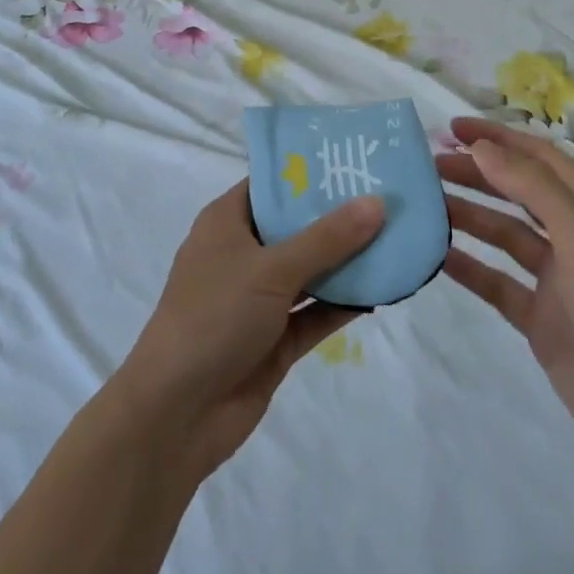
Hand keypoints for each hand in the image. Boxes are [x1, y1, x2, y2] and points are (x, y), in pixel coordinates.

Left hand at [116, 181, 383, 476]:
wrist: (177, 414)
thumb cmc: (215, 316)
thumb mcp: (272, 268)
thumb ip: (327, 238)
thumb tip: (377, 202)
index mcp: (228, 221)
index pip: (273, 184)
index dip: (310, 171)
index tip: (355, 159)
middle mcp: (243, 253)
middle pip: (296, 226)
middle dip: (338, 215)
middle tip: (389, 195)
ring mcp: (259, 299)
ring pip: (310, 270)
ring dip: (347, 261)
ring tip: (396, 237)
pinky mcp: (274, 339)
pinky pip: (315, 312)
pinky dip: (343, 303)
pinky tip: (382, 290)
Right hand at [438, 117, 573, 471]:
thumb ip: (531, 185)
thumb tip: (482, 146)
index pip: (536, 155)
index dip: (495, 137)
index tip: (450, 128)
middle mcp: (572, 232)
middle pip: (515, 189)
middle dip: (474, 173)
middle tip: (427, 166)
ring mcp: (555, 276)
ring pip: (502, 232)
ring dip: (466, 215)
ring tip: (423, 204)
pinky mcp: (539, 315)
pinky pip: (495, 279)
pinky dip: (467, 264)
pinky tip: (435, 255)